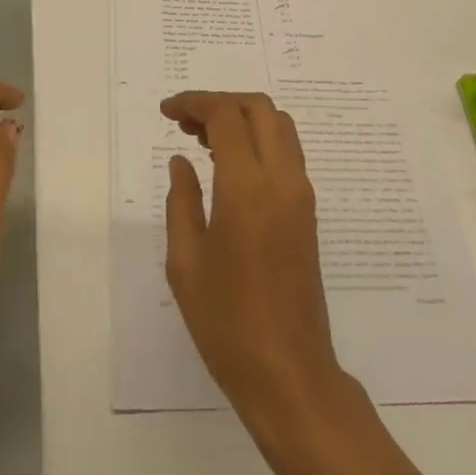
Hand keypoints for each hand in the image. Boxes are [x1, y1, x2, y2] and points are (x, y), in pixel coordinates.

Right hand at [162, 91, 345, 425]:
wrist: (288, 372)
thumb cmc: (226, 322)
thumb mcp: (186, 261)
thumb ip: (182, 200)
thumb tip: (181, 161)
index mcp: (247, 187)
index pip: (226, 116)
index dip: (194, 103)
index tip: (166, 112)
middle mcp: (282, 179)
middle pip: (259, 108)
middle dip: (220, 103)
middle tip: (185, 123)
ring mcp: (301, 194)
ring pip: (279, 126)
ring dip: (243, 119)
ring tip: (203, 141)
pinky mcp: (309, 212)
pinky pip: (287, 153)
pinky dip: (259, 140)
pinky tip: (230, 166)